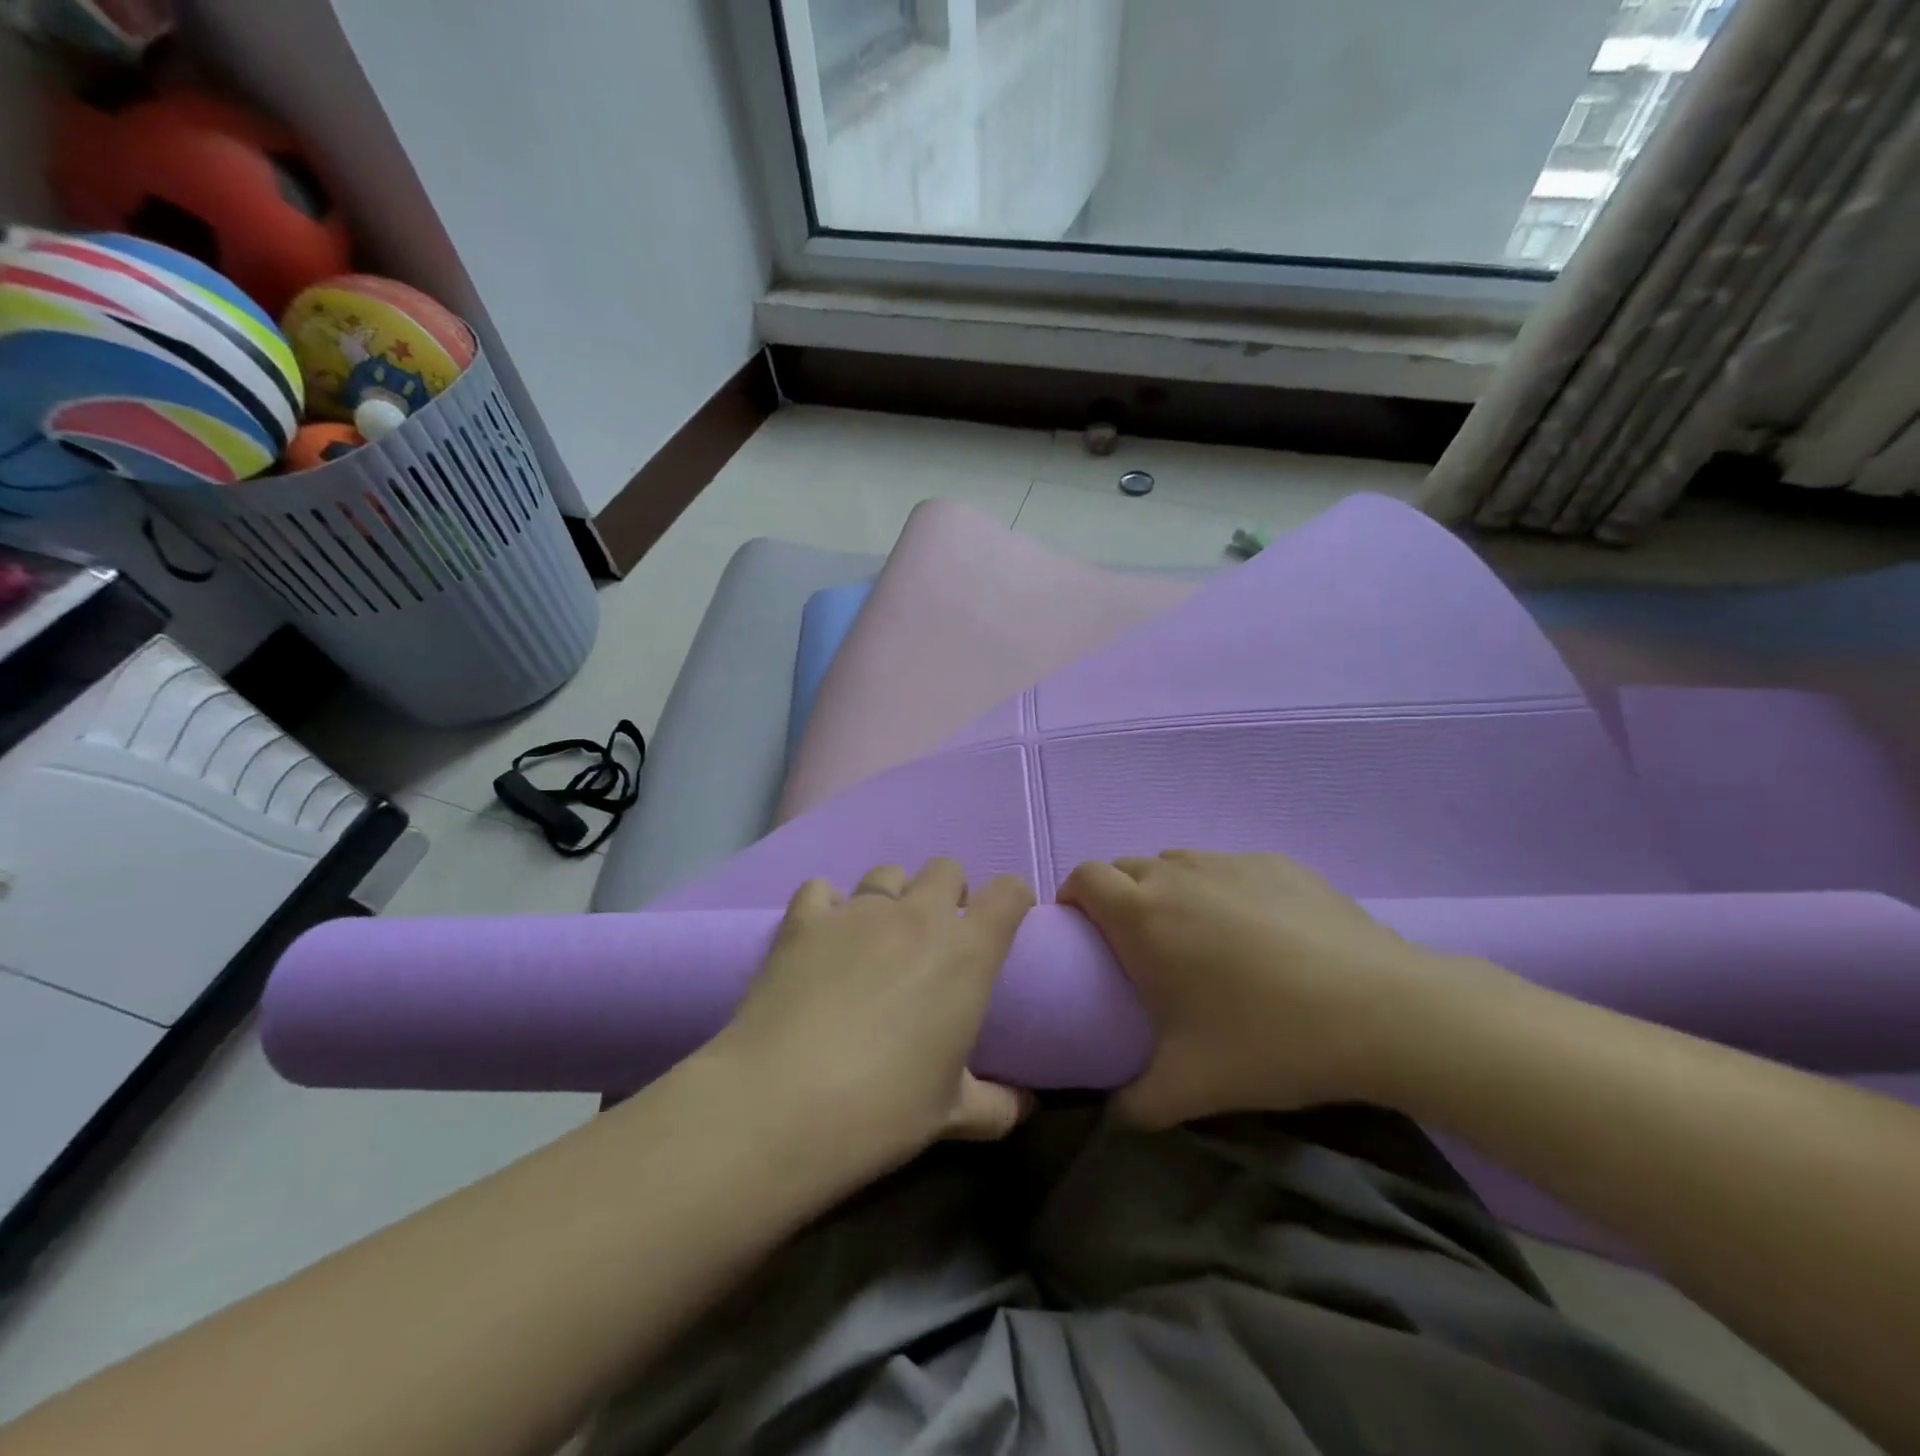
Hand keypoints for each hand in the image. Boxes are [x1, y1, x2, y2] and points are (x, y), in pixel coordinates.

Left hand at [706, 859, 1036, 1177]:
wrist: (782, 1105)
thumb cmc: (883, 1110)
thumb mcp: (952, 1115)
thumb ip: (998, 1105)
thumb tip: (1027, 1104)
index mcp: (966, 953)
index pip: (1008, 893)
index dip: (1013, 900)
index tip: (1003, 925)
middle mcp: (917, 916)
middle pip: (946, 868)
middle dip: (949, 892)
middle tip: (936, 938)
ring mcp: (857, 911)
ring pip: (887, 873)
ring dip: (892, 897)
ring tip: (877, 938)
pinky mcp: (804, 919)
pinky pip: (821, 889)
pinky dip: (827, 905)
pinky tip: (822, 938)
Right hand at [1060, 849, 1497, 1125]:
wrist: (1383, 1011)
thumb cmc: (1269, 1041)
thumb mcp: (1189, 1090)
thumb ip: (1134, 1106)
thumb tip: (1113, 1115)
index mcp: (1143, 914)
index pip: (1084, 878)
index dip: (1074, 899)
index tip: (1084, 936)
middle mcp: (1178, 873)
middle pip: (1126, 867)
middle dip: (1119, 896)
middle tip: (1140, 948)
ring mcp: (1231, 862)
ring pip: (1177, 863)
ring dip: (1169, 890)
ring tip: (1198, 938)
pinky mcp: (1278, 862)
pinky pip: (1228, 868)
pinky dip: (1222, 889)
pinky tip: (1259, 933)